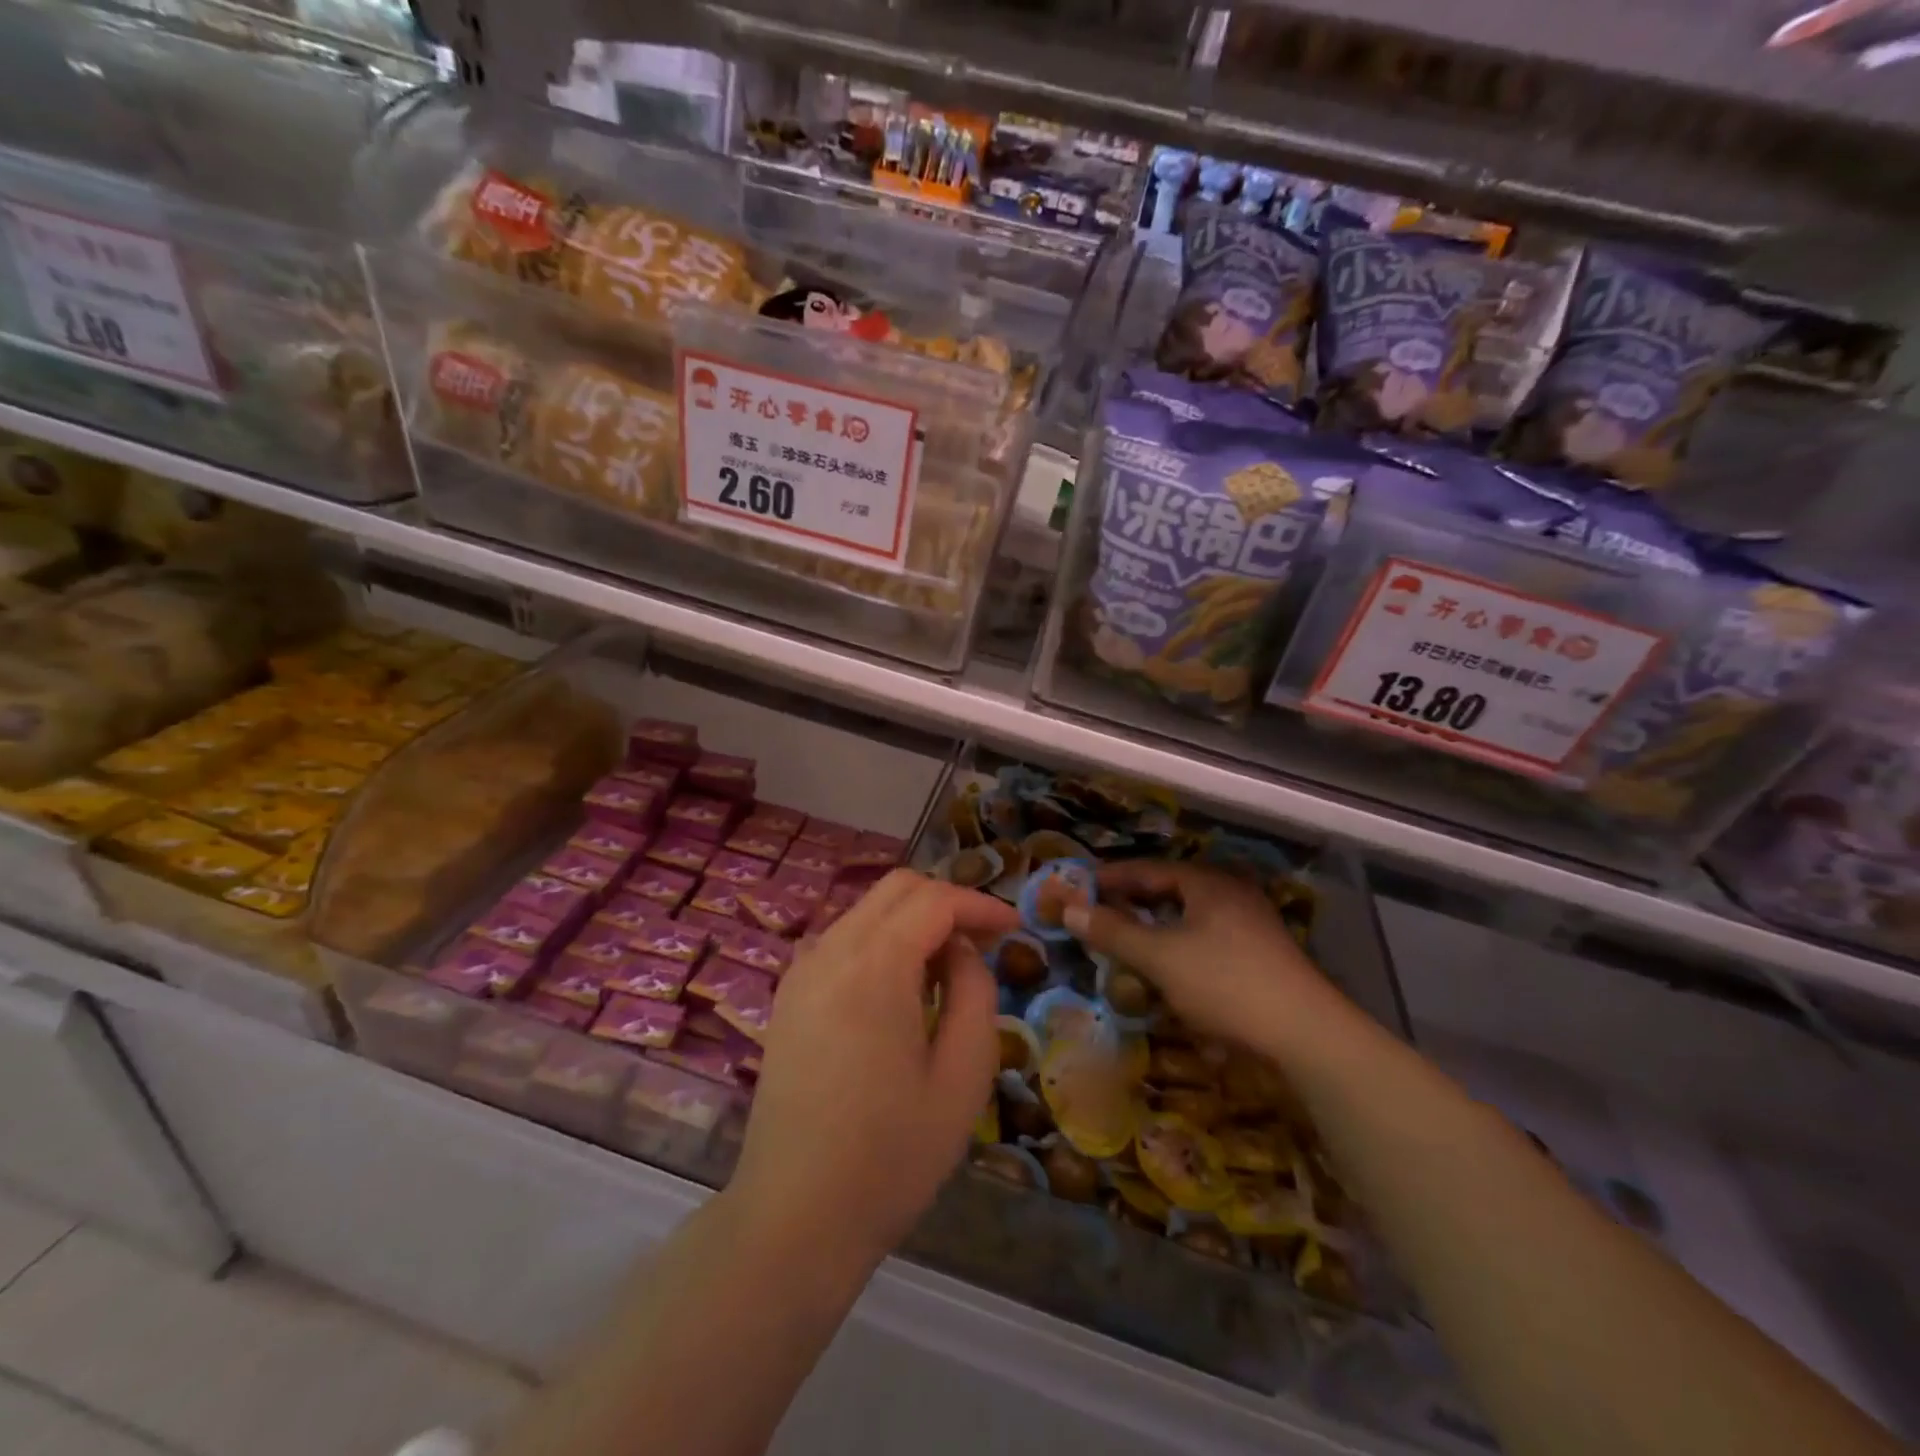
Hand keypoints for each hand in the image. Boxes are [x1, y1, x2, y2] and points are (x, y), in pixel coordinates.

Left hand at [727, 870, 1018, 1270]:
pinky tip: (901, 988)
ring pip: (867, 910)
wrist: (793, 1218)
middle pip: (896, 889)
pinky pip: (842, 940)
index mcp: (873, 966)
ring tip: (948, 968)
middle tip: (985, 941)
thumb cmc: (891, 1156)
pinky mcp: (788, 996)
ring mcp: (800, 971)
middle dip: (947, 901)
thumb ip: (974, 993)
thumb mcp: (962, 1076)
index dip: (979, 903)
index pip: (933, 899)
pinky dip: (881, 941)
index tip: (1014, 927)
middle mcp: (829, 951)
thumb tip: (961, 951)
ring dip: (913, 920)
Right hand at [1062, 860, 1340, 1049]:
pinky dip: (1179, 950)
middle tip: (1098, 915)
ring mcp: (1250, 926)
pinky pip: (1206, 942)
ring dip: (1155, 929)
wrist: (1307, 1035)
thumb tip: (1069, 909)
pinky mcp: (1260, 957)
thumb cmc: (1226, 983)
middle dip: (1132, 903)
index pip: (1148, 869)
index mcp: (1207, 883)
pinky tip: (1168, 974)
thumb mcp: (1160, 957)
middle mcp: (1231, 895)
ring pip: (1188, 919)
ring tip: (1127, 944)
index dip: (1110, 877)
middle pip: (1169, 891)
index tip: (1078, 887)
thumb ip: (1113, 932)